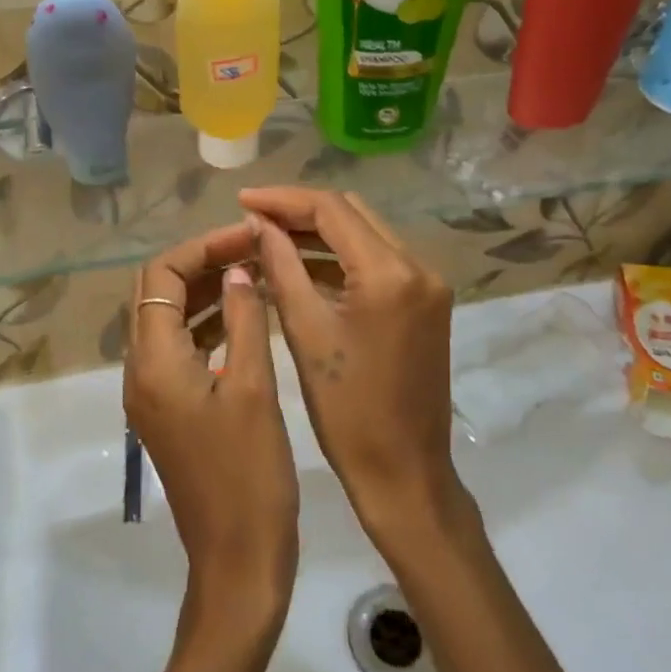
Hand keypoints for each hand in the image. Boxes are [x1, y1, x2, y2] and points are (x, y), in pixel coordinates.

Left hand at [127, 224, 298, 627]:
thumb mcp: (252, 387)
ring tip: (254, 272)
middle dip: (202, 263)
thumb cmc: (249, 475)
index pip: (160, 275)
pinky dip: (209, 323)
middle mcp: (141, 371)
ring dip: (206, 291)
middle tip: (251, 251)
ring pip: (169, 319)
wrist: (238, 562)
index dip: (201, 247)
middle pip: (158, 293)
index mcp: (153, 362)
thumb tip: (238, 268)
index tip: (246, 238)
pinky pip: (181, 348)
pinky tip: (247, 316)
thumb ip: (244, 319)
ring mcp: (152, 392)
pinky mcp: (170, 409)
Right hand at [239, 189, 459, 539]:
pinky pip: (378, 261)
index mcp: (390, 273)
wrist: (405, 472)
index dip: (283, 200)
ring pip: (366, 234)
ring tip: (269, 237)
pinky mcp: (427, 301)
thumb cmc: (347, 411)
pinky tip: (302, 265)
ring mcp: (428, 283)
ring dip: (320, 233)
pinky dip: (341, 258)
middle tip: (253, 218)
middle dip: (301, 211)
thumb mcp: (305, 332)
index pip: (332, 210)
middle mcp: (418, 265)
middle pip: (352, 213)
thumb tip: (259, 223)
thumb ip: (281, 266)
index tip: (242, 199)